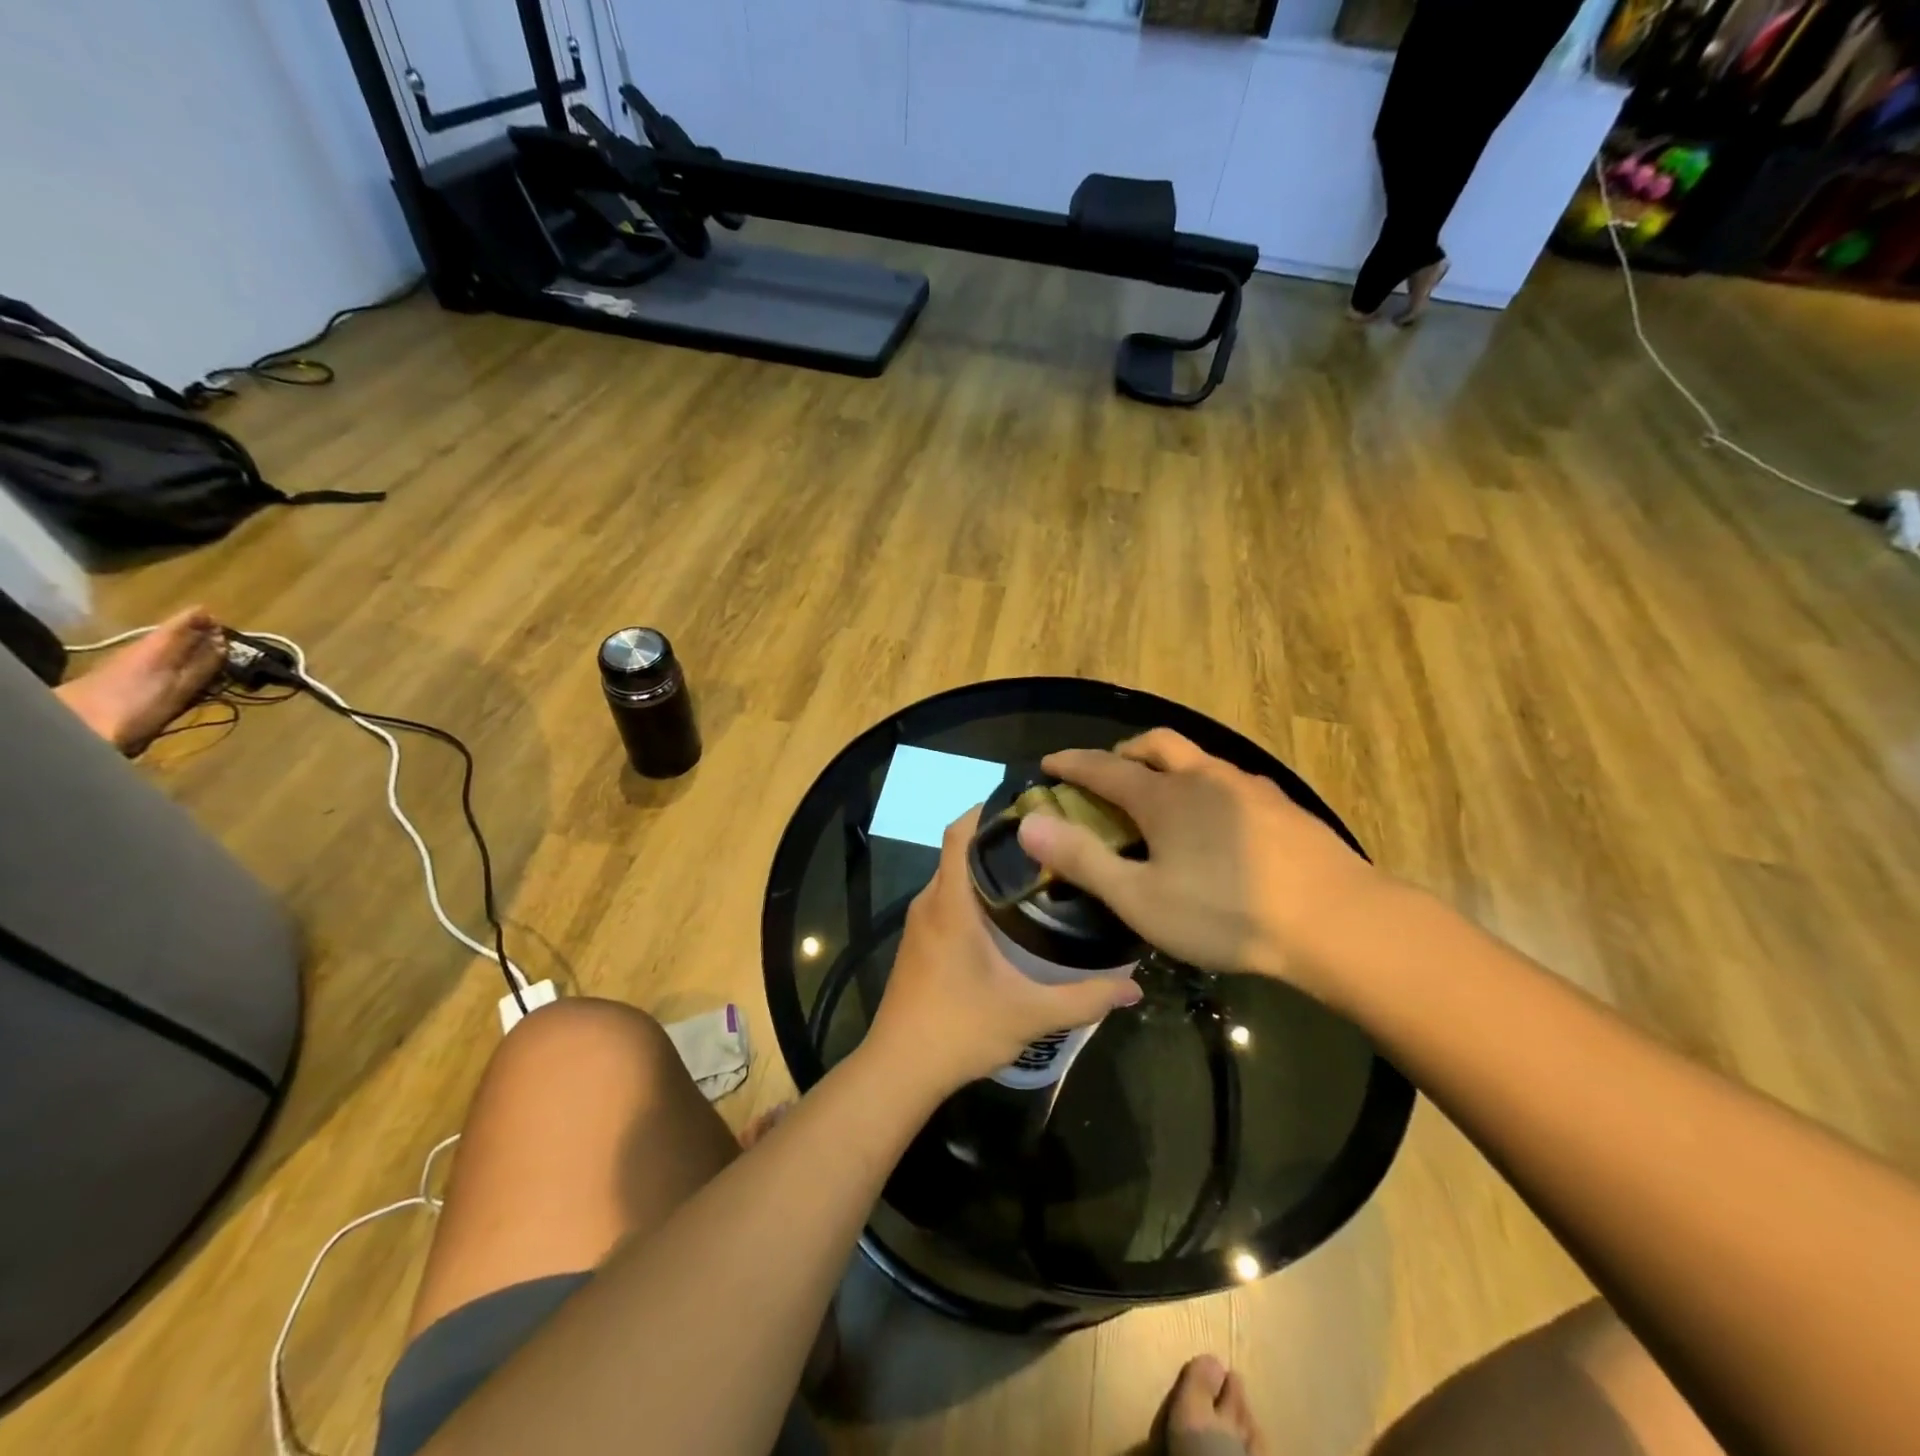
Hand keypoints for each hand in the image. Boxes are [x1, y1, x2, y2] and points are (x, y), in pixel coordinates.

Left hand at [866, 808, 1143, 1097]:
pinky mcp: (918, 942)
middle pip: (959, 851)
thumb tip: (1135, 987)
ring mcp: (919, 923)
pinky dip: (973, 893)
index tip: (1028, 803)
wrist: (899, 1070)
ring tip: (1036, 870)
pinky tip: (1007, 914)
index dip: (986, 810)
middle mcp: (929, 903)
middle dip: (998, 839)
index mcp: (950, 904)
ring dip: (985, 868)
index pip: (959, 833)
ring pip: (952, 876)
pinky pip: (946, 899)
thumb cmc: (959, 1030)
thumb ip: (1084, 998)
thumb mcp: (1029, 1014)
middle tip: (1049, 839)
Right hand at [1015, 730, 1383, 1002]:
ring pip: (1197, 761)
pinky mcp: (1282, 808)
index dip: (1071, 764)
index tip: (1048, 763)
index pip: (1103, 768)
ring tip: (1161, 802)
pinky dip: (1204, 789)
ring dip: (1167, 768)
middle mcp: (1203, 778)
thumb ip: (1083, 859)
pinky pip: (1228, 782)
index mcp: (1164, 796)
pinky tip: (1215, 826)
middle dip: (1124, 753)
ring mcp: (1248, 789)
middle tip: (1109, 775)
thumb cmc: (1226, 913)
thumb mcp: (1141, 898)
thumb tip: (1029, 823)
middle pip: (1155, 745)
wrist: (1337, 922)